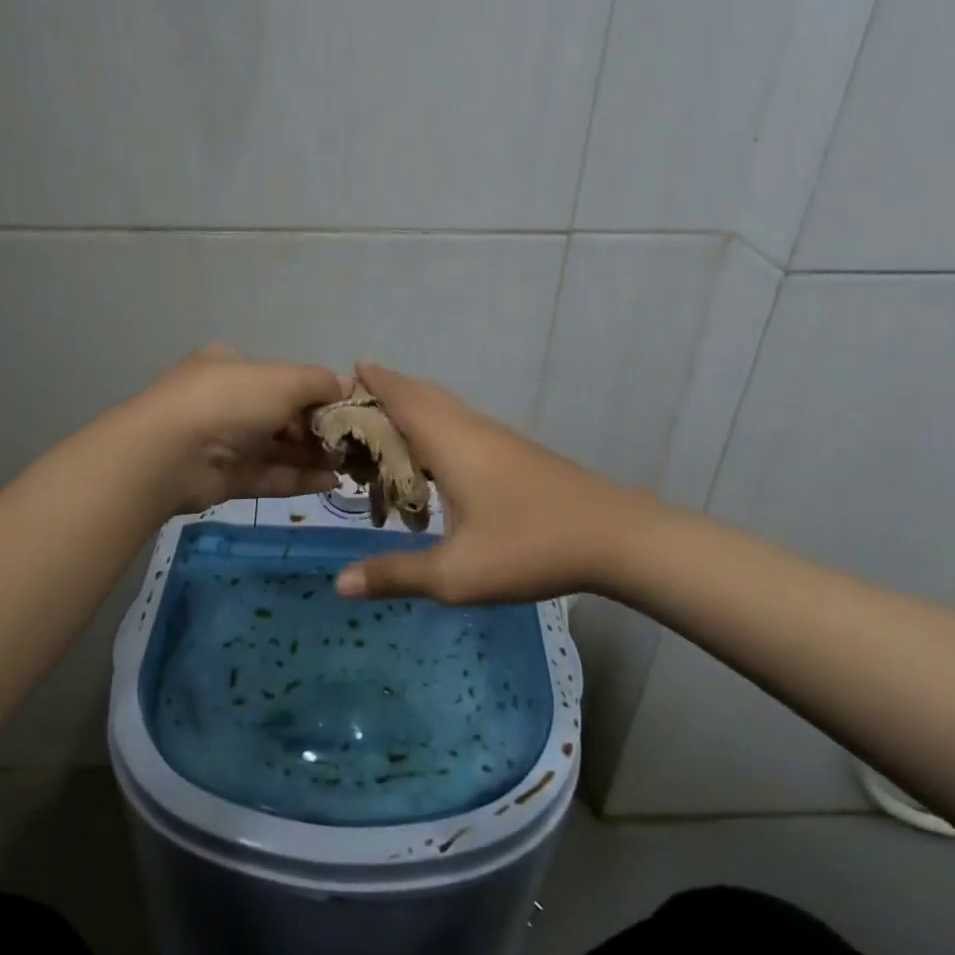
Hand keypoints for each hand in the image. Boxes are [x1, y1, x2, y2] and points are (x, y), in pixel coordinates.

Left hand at [132, 345, 350, 513]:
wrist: (169, 454)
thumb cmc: (229, 401)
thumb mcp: (283, 380)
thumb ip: (321, 382)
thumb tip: (351, 386)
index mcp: (234, 366)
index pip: (285, 378)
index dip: (320, 393)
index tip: (351, 409)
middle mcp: (228, 401)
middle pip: (284, 415)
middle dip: (320, 429)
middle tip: (356, 443)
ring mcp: (224, 442)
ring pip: (277, 448)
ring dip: (313, 456)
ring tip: (350, 466)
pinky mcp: (224, 478)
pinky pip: (268, 475)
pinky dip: (298, 477)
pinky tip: (330, 482)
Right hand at [334, 361, 635, 603]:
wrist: (615, 537)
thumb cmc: (529, 547)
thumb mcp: (455, 574)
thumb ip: (396, 574)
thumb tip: (339, 582)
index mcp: (449, 443)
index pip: (402, 398)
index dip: (373, 382)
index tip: (344, 371)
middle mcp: (470, 429)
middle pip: (423, 395)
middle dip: (388, 390)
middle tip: (354, 400)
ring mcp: (498, 438)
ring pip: (445, 408)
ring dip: (413, 407)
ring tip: (385, 425)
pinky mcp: (515, 452)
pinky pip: (462, 424)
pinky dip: (435, 425)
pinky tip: (435, 456)